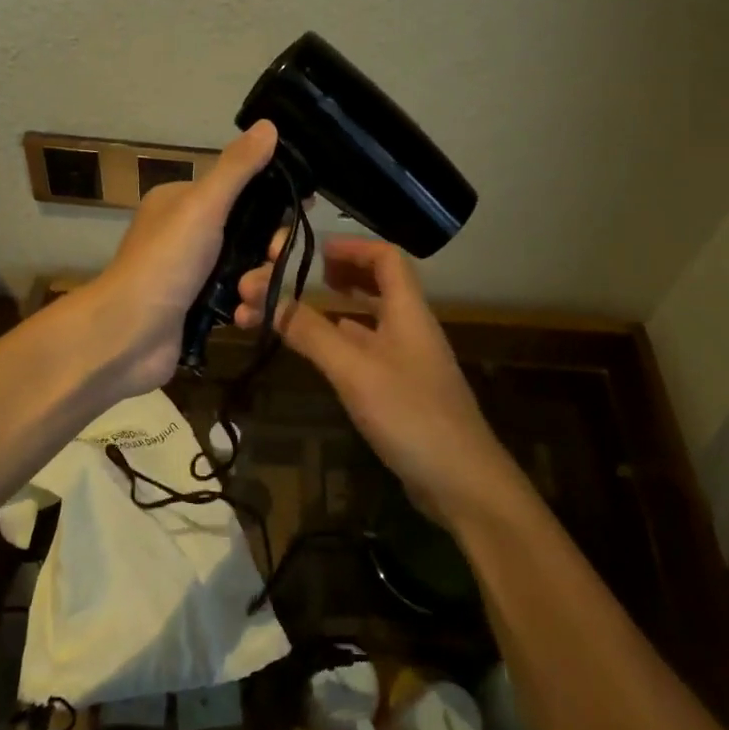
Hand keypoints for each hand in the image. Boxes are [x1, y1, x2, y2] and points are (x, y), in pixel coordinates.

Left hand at [87, 120, 278, 396]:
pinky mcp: (199, 310)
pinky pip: (239, 302)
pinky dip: (245, 310)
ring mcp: (194, 274)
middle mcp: (188, 234)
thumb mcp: (203, 206)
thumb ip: (237, 169)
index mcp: (184, 202)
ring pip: (249, 270)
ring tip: (245, 298)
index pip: (241, 190)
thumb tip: (269, 125)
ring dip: (257, 285)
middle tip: (272, 260)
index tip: (305, 209)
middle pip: (251, 234)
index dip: (274, 199)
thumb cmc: (165, 262)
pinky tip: (239, 318)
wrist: (127, 335)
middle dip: (267, 251)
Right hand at [234, 234, 524, 526]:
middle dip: (335, 275)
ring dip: (331, 310)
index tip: (313, 250)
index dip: (351, 247)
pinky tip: (317, 351)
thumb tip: (266, 296)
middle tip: (296, 278)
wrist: (461, 482)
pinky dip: (339, 342)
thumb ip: (311, 333)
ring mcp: (407, 362)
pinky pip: (366, 351)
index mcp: (407, 312)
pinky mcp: (401, 391)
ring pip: (367, 320)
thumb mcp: (354, 370)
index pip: (386, 258)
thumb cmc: (411, 415)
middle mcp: (409, 329)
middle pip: (376, 285)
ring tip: (291, 310)